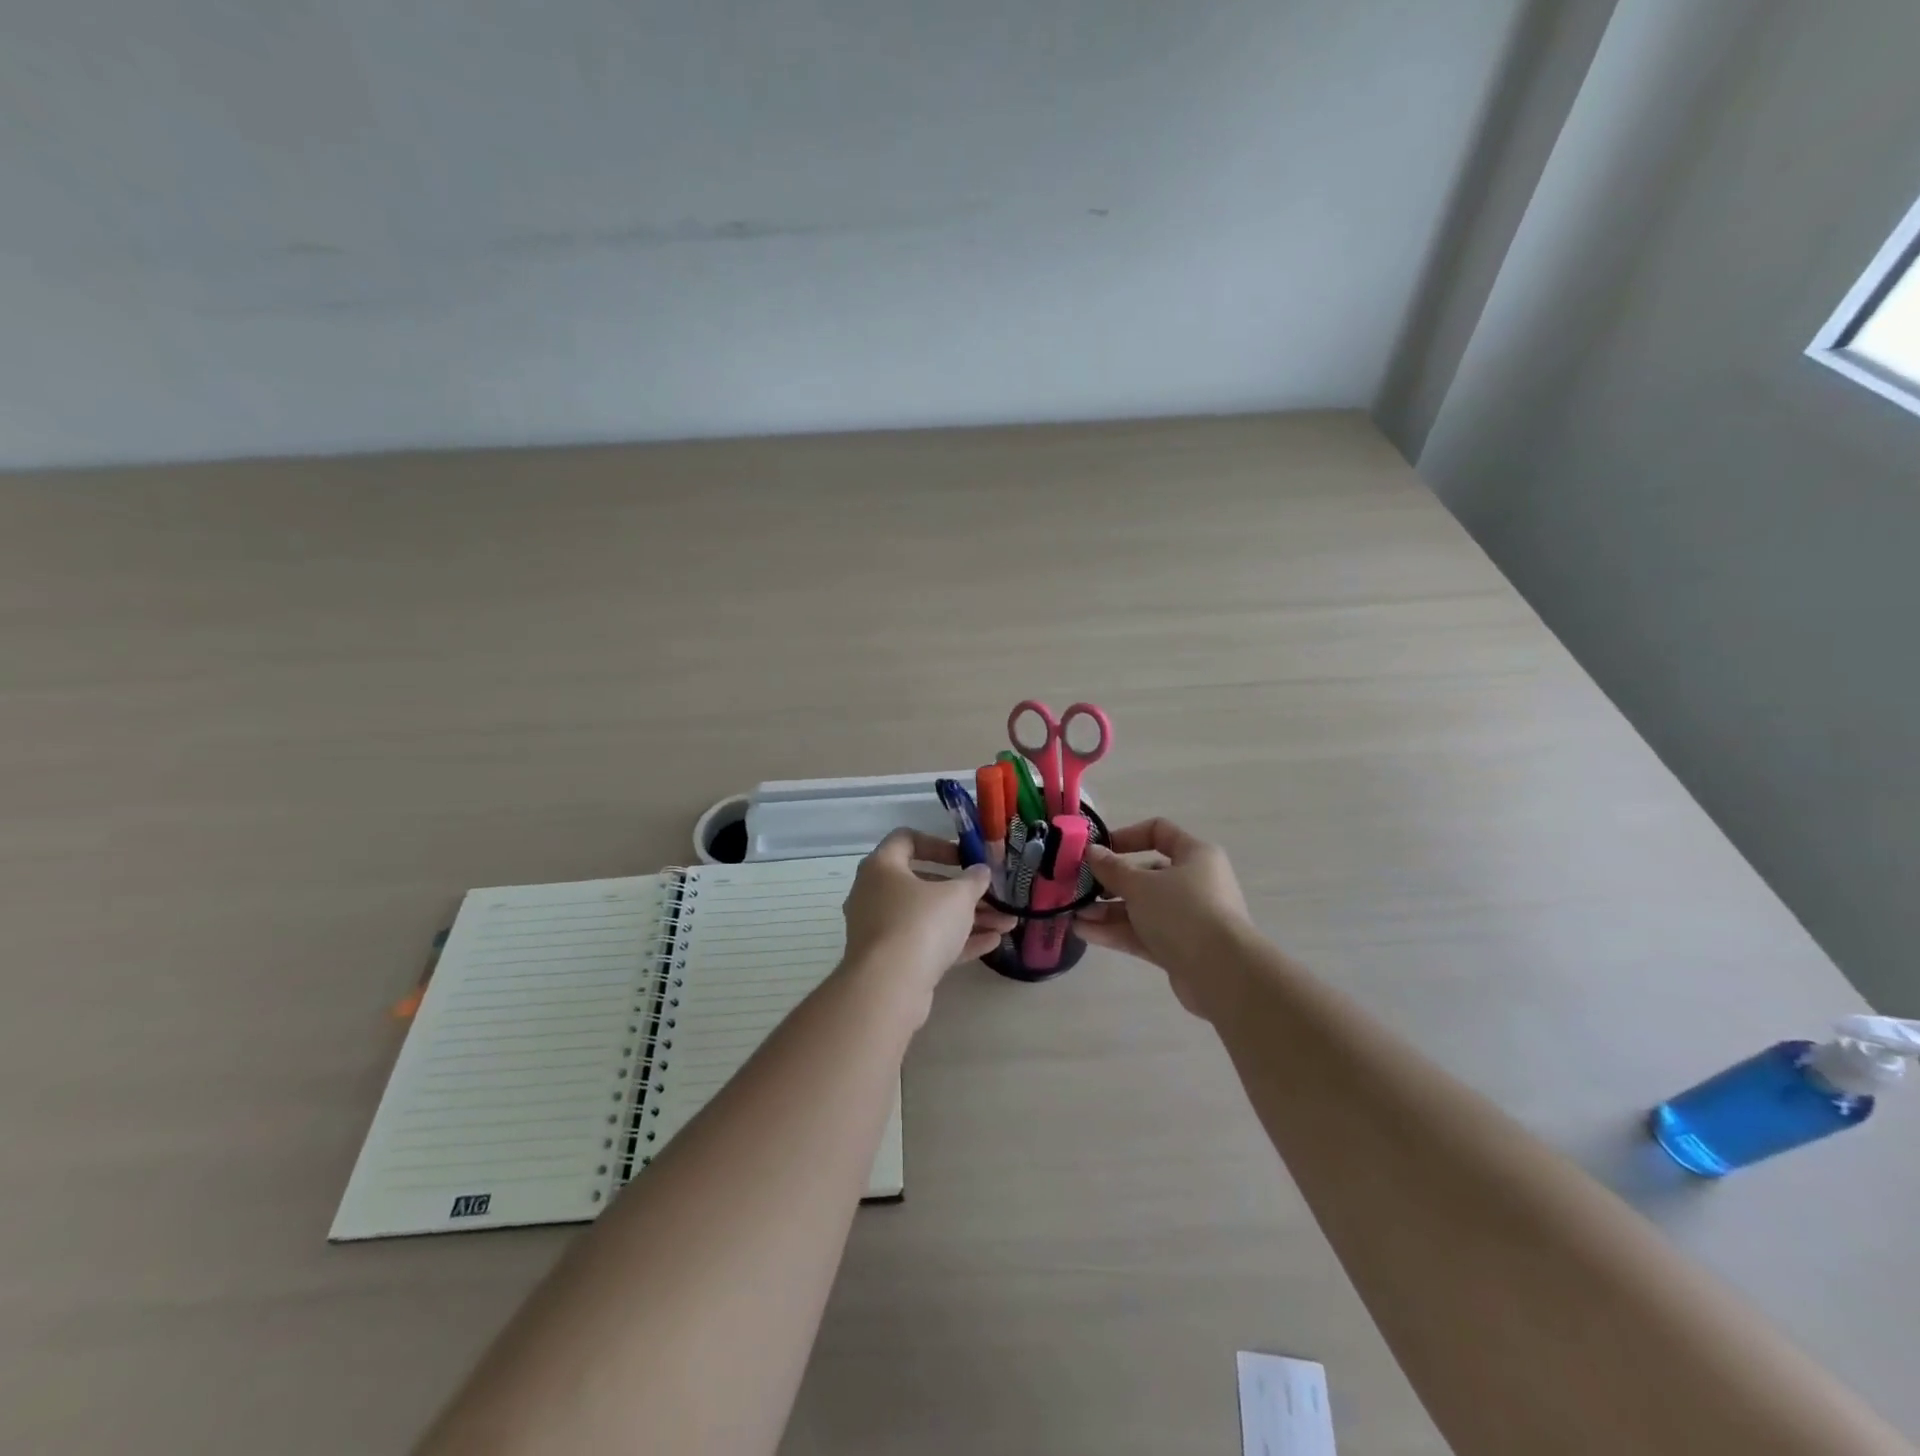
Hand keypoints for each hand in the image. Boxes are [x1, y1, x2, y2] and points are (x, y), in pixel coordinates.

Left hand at [841, 830, 1015, 993]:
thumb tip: (981, 871)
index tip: (964, 858)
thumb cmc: (921, 924)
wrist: (889, 987)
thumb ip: (973, 880)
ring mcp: (880, 930)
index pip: (906, 840)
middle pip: (923, 884)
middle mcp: (874, 894)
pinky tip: (992, 944)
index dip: (938, 844)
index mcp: (882, 867)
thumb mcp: (957, 896)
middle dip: (963, 891)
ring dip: (967, 919)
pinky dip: (955, 942)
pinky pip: (926, 943)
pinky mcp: (890, 961)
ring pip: (928, 917)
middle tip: (991, 896)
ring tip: (1006, 924)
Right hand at [1077, 819, 1252, 1017]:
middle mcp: (1194, 883)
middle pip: (1146, 875)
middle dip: (1110, 882)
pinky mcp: (1180, 948)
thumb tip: (1092, 851)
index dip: (1126, 836)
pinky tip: (1085, 933)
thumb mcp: (1140, 885)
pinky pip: (1144, 933)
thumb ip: (1112, 868)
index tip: (1098, 850)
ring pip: (1141, 908)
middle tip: (1080, 889)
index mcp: (1195, 855)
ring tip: (1075, 915)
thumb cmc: (1183, 911)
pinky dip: (1117, 932)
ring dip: (1108, 911)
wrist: (1222, 973)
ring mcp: (1188, 918)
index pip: (1159, 832)